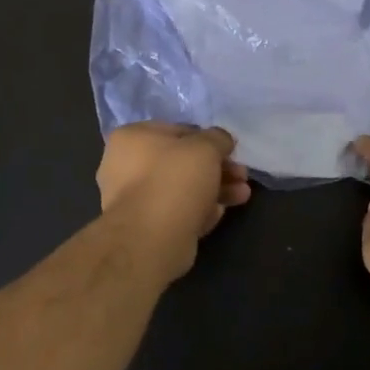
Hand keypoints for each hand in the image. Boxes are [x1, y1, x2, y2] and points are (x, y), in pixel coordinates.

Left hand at [97, 123, 250, 281]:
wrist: (152, 238)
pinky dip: (200, 211)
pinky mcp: (147, 227)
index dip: (208, 139)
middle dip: (217, 168)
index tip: (230, 151)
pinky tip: (220, 213)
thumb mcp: (205, 147)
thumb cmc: (175, 180)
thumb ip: (217, 138)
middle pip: (182, 163)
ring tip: (243, 195)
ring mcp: (135, 199)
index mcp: (132, 138)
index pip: (177, 131)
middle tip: (242, 175)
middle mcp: (126, 166)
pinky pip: (179, 212)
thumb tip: (222, 140)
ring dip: (216, 189)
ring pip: (183, 189)